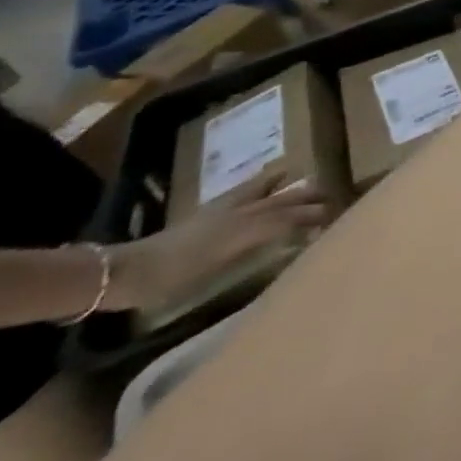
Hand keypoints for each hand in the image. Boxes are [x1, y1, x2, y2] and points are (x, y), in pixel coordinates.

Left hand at [107, 179, 330, 313]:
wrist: (124, 272)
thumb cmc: (170, 281)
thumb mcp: (216, 273)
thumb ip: (257, 251)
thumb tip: (295, 239)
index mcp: (246, 229)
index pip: (290, 218)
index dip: (314, 217)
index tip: (337, 217)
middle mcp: (241, 213)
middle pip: (283, 201)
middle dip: (310, 199)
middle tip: (334, 198)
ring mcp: (225, 210)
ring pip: (267, 191)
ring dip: (290, 186)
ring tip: (310, 179)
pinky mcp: (211, 211)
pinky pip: (248, 189)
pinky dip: (265, 182)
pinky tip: (271, 179)